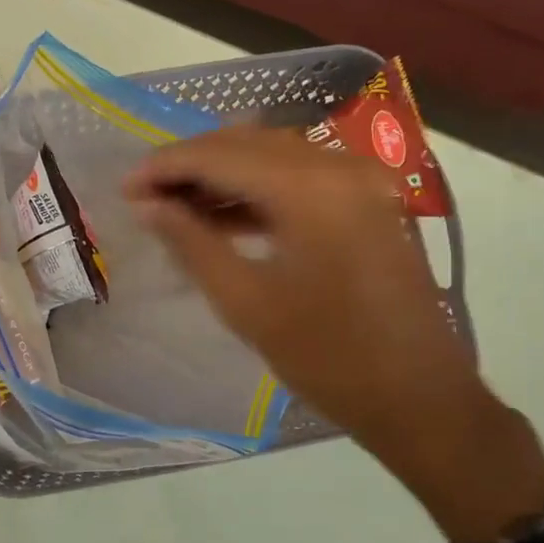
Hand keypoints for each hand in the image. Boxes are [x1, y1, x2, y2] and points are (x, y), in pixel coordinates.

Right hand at [125, 127, 543, 539]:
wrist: (419, 398)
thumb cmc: (327, 358)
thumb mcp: (246, 303)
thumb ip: (192, 242)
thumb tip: (147, 205)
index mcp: (310, 188)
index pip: (219, 154)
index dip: (165, 167)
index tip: (124, 189)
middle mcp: (339, 167)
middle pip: (247, 143)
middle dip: (191, 164)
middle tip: (146, 196)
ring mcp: (361, 182)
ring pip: (274, 157)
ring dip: (223, 175)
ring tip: (176, 208)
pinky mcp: (369, 203)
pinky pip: (301, 179)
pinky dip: (259, 191)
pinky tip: (224, 217)